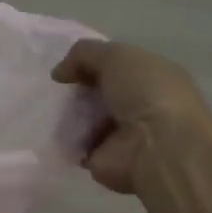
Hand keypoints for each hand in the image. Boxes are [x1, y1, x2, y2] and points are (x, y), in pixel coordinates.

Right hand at [52, 39, 211, 194]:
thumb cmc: (146, 93)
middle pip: (100, 93)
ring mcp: (123, 135)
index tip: (68, 68)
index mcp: (154, 77)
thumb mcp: (116, 55)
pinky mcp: (104, 159)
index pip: (118, 66)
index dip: (92, 63)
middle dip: (78, 90)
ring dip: (69, 114)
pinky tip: (56, 131)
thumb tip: (59, 72)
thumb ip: (84, 54)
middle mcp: (141, 105)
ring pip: (86, 118)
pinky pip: (76, 144)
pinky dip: (65, 139)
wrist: (156, 148)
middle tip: (59, 90)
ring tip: (55, 110)